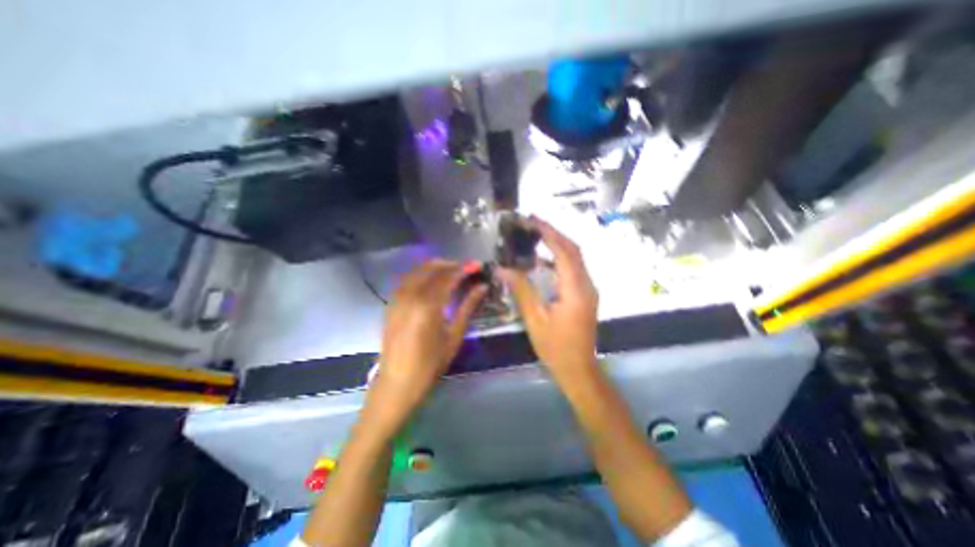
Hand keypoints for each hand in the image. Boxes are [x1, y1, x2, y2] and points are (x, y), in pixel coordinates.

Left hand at [366, 261, 486, 435]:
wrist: (397, 384)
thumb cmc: (430, 365)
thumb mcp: (454, 337)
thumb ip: (468, 308)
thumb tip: (482, 287)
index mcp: (428, 306)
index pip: (448, 277)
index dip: (463, 268)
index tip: (476, 265)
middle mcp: (410, 297)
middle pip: (430, 269)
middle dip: (449, 264)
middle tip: (465, 267)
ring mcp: (397, 299)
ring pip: (416, 272)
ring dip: (434, 267)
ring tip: (451, 271)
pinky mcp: (391, 305)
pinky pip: (407, 281)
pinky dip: (421, 275)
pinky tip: (430, 282)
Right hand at [498, 219, 598, 383]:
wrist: (578, 368)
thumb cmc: (555, 347)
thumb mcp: (534, 318)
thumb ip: (521, 290)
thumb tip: (503, 268)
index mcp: (575, 290)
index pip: (564, 252)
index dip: (549, 233)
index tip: (534, 220)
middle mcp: (587, 284)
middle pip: (574, 250)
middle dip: (554, 233)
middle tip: (533, 223)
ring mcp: (589, 289)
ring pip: (576, 258)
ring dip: (558, 244)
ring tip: (536, 235)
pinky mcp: (586, 294)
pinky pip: (574, 269)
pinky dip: (560, 259)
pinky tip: (543, 260)